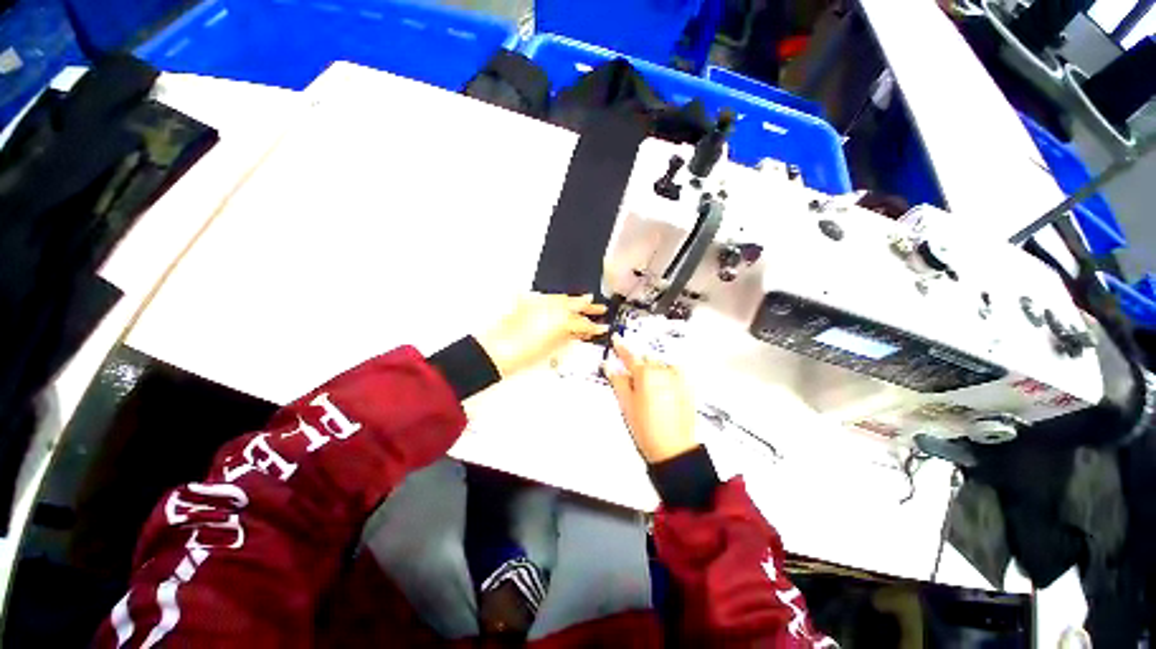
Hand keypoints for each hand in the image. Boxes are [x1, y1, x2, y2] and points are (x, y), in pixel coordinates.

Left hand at [477, 293, 608, 376]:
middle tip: (600, 307)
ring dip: (574, 300)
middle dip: (588, 306)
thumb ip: (568, 337)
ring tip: (585, 300)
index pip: (583, 323)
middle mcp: (554, 306)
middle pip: (575, 304)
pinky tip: (561, 301)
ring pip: (562, 298)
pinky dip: (557, 299)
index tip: (603, 328)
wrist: (497, 349)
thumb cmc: (525, 353)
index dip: (594, 327)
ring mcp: (540, 301)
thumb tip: (578, 333)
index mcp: (563, 320)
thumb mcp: (552, 348)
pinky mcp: (528, 301)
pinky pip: (548, 297)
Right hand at [604, 337, 697, 463]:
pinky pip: (674, 373)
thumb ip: (617, 380)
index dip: (621, 347)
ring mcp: (677, 378)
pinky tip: (663, 391)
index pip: (629, 355)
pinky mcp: (687, 386)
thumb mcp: (626, 404)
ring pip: (660, 366)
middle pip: (646, 360)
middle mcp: (663, 371)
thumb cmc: (647, 428)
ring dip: (653, 371)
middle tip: (633, 381)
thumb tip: (609, 365)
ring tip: (649, 393)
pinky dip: (667, 376)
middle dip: (639, 366)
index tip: (617, 339)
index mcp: (646, 373)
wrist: (673, 447)